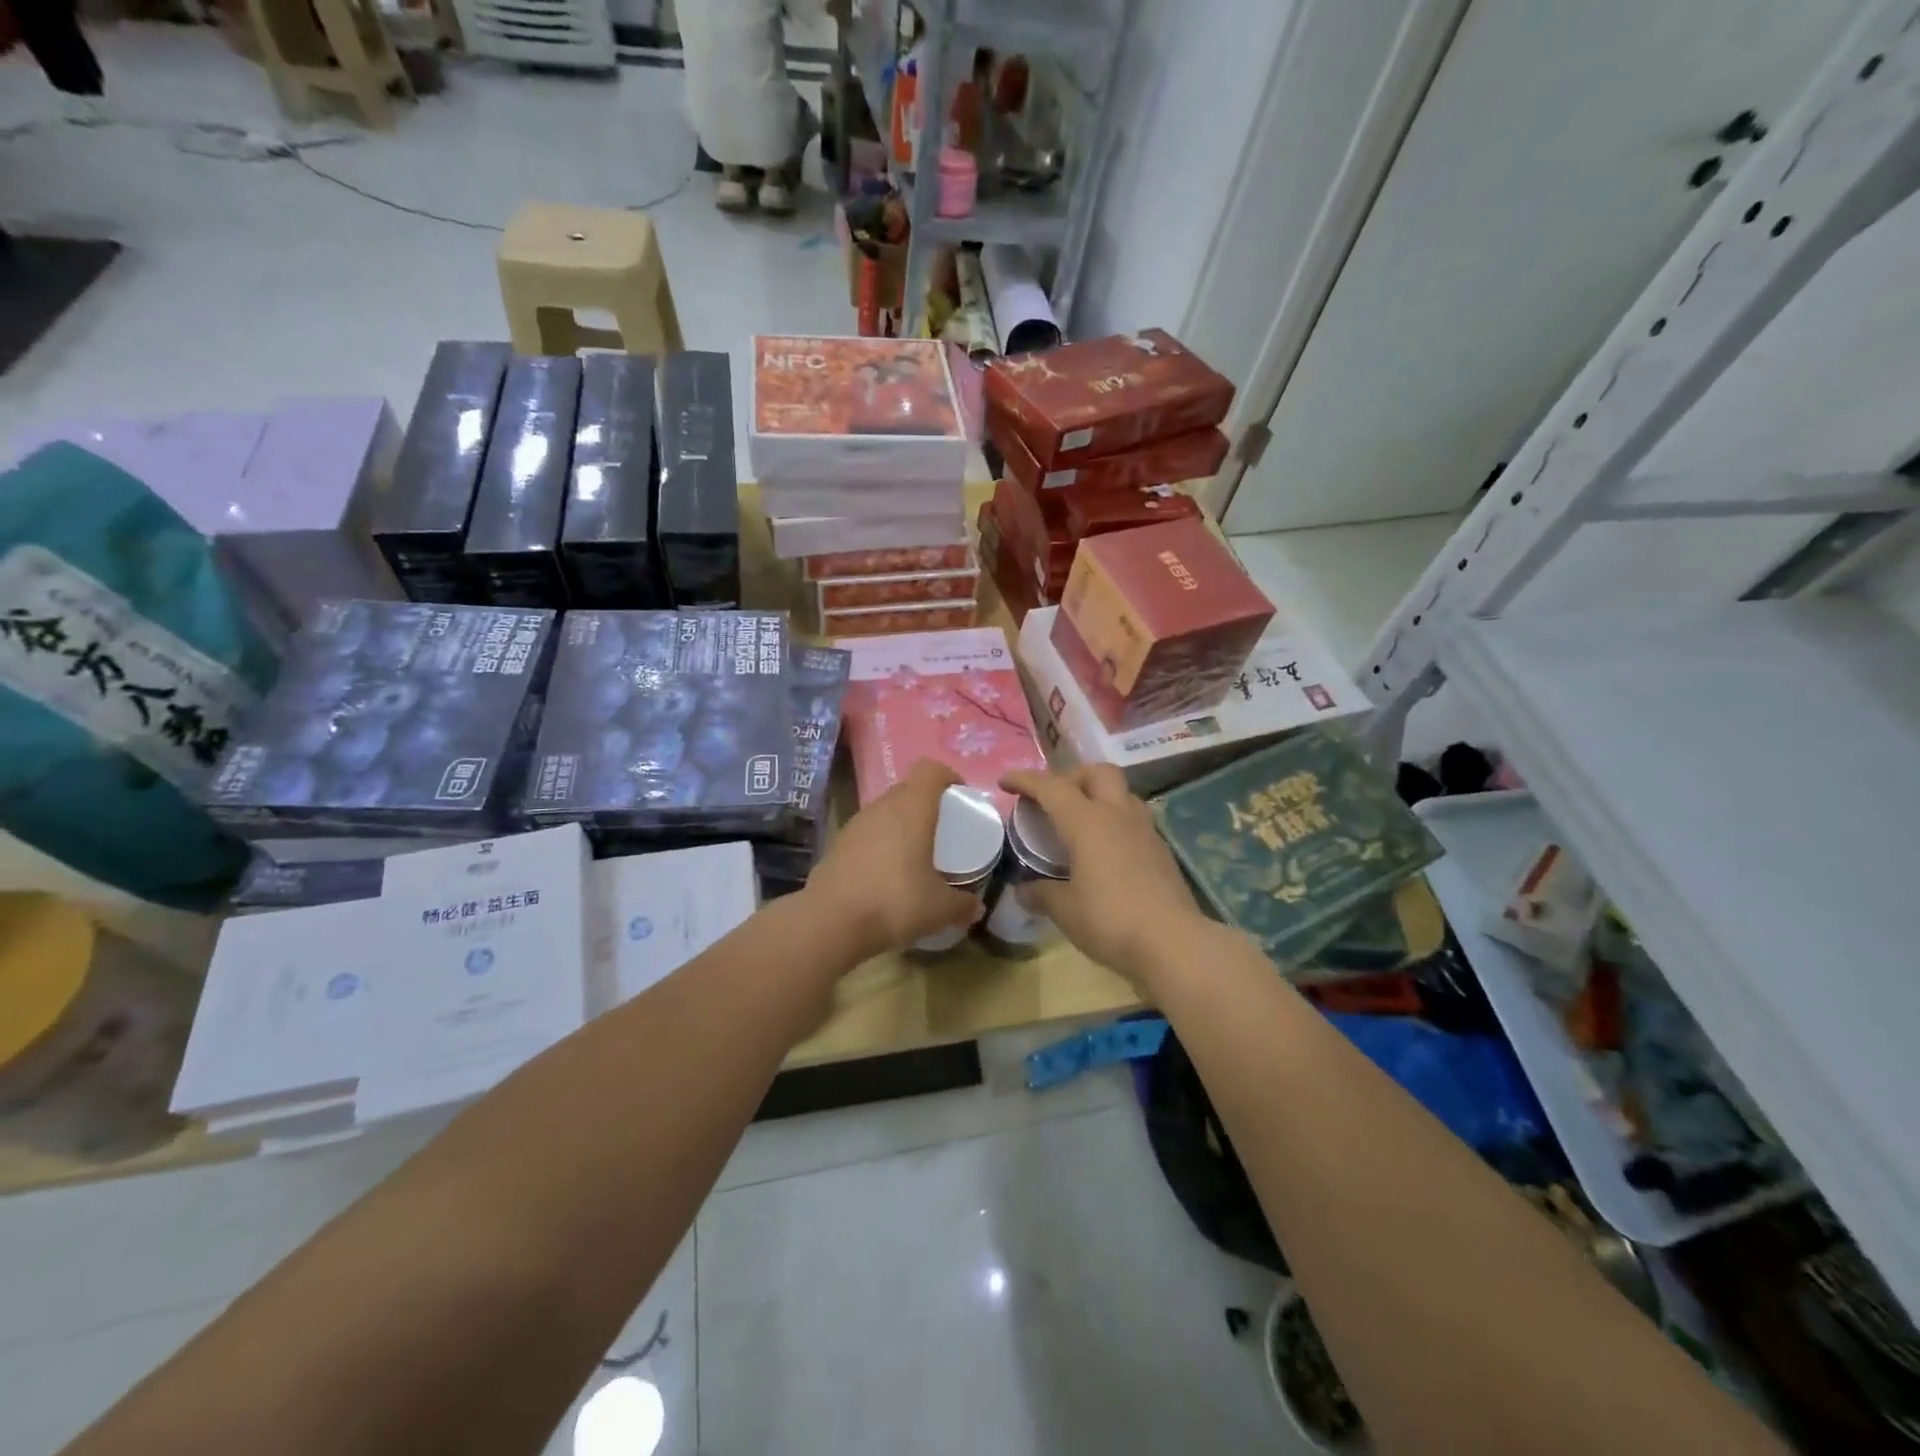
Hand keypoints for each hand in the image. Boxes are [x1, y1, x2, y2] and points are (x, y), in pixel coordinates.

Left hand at [805, 758, 982, 958]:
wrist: (830, 922)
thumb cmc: (894, 902)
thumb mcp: (939, 909)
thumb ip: (962, 905)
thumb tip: (977, 908)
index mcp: (911, 808)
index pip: (930, 770)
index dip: (948, 777)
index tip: (960, 797)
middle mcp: (881, 807)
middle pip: (907, 790)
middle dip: (926, 805)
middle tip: (942, 830)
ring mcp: (855, 824)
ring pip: (884, 812)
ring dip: (901, 825)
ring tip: (915, 854)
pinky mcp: (836, 845)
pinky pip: (867, 834)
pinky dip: (880, 845)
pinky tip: (886, 874)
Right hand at [1000, 765, 1209, 989]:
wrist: (1174, 942)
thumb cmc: (1110, 920)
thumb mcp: (1065, 910)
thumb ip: (1042, 894)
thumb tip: (1024, 890)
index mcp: (1087, 822)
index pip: (1051, 787)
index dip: (1025, 780)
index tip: (1005, 781)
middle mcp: (1117, 815)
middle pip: (1097, 773)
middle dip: (1072, 777)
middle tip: (1054, 799)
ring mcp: (1145, 830)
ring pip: (1121, 793)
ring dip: (1098, 796)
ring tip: (1081, 822)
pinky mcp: (1161, 850)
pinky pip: (1134, 819)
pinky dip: (1115, 821)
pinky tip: (1106, 850)